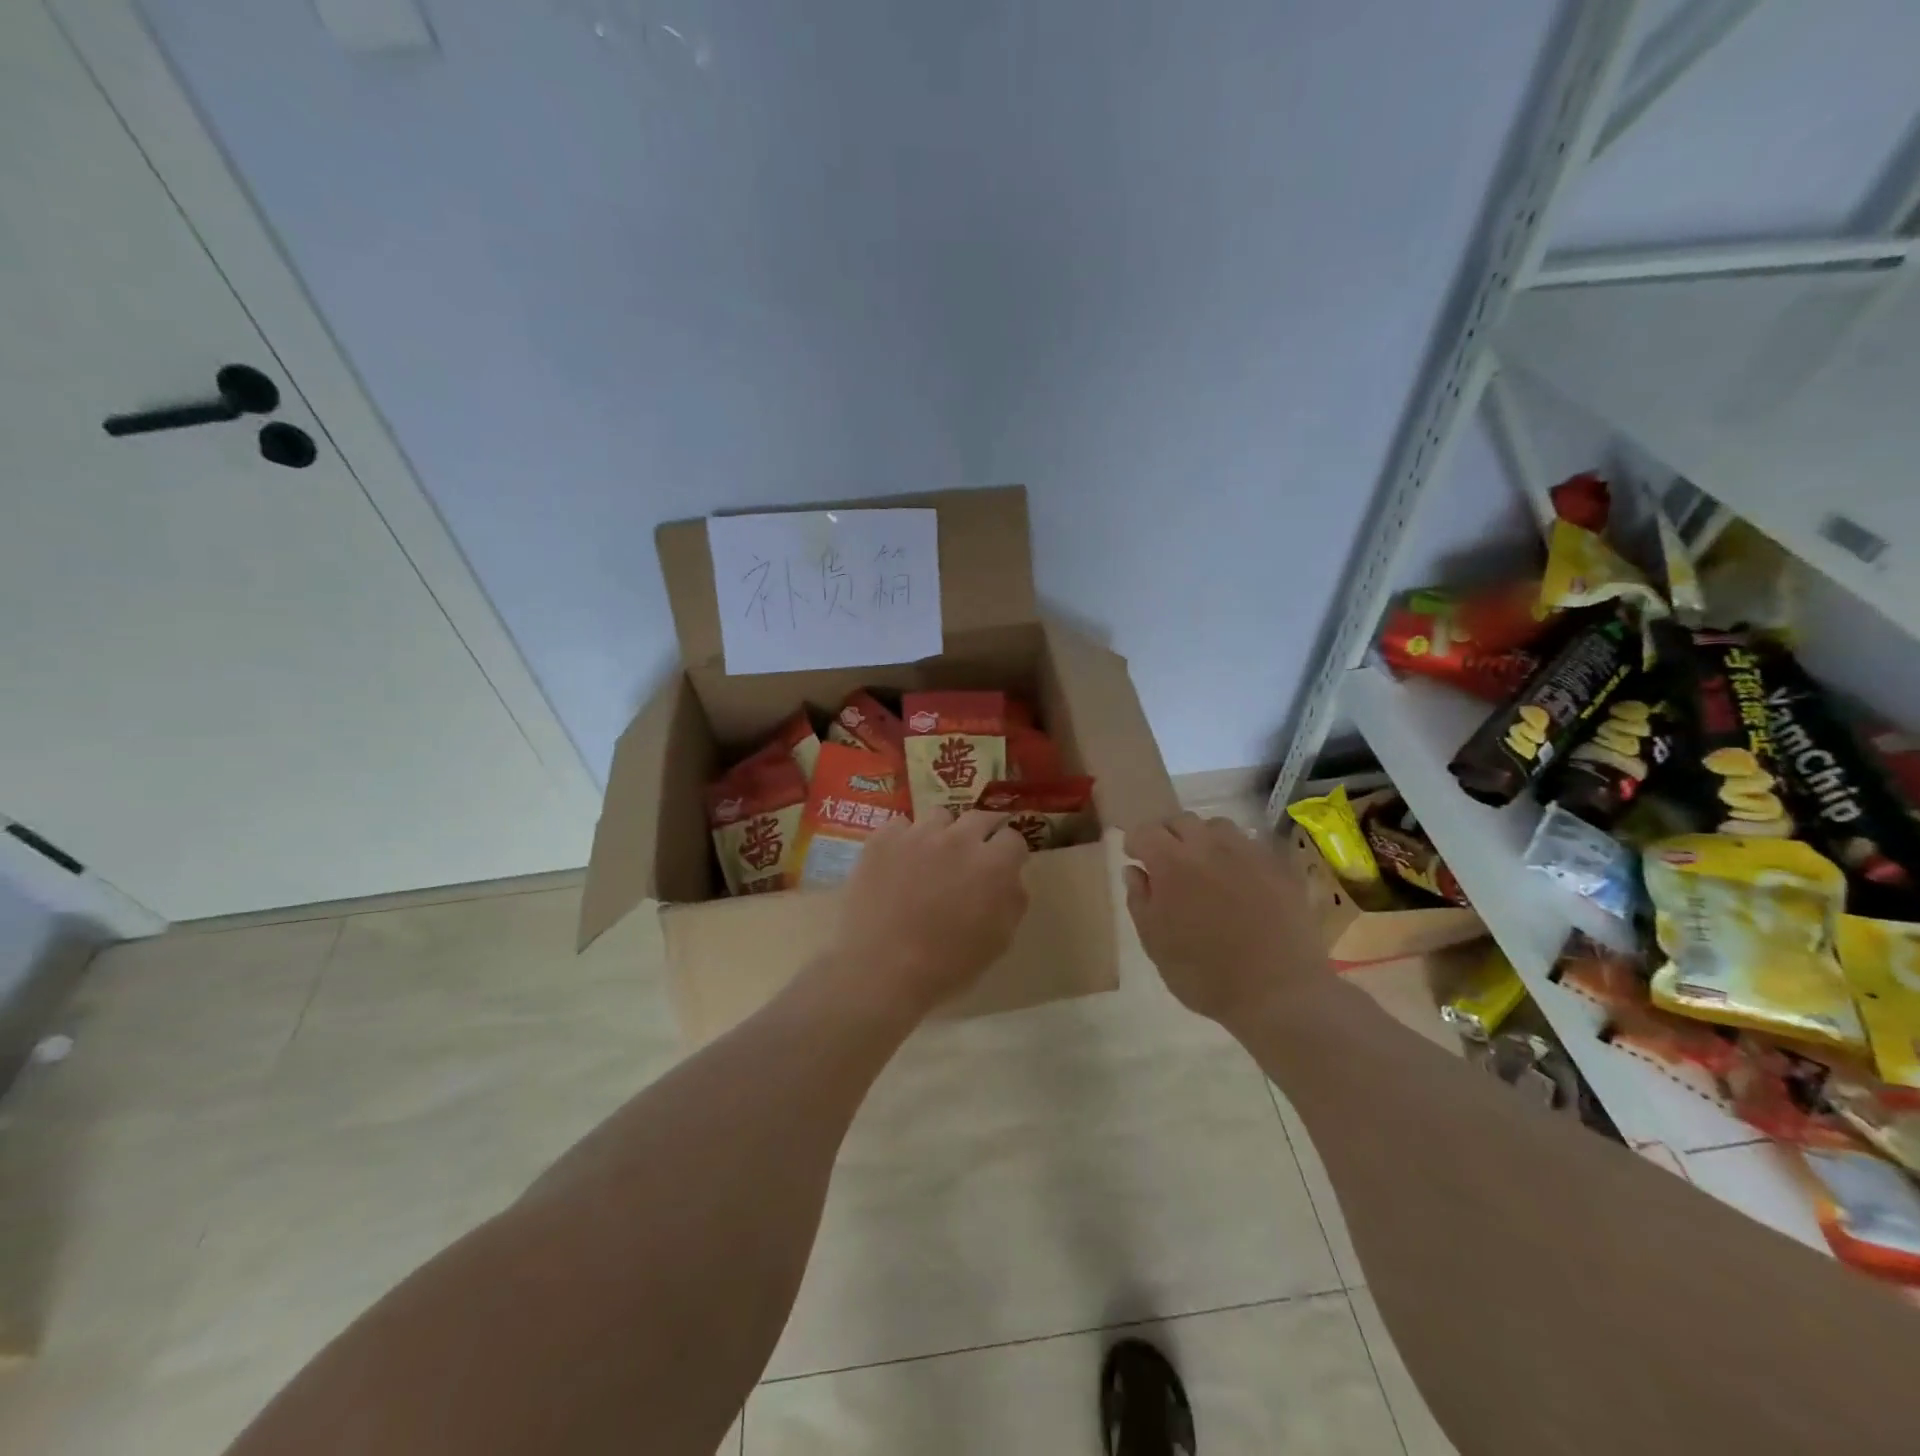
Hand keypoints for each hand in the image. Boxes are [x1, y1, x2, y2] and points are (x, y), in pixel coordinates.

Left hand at [827, 810, 1030, 1020]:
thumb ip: (1012, 901)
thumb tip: (1011, 879)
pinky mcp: (883, 838)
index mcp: (993, 865)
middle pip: (979, 818)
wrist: (880, 968)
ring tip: (930, 858)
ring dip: (942, 833)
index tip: (1002, 866)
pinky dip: (903, 840)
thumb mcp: (998, 941)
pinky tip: (897, 863)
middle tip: (970, 857)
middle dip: (980, 833)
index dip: (1009, 853)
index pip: (1013, 838)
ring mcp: (918, 834)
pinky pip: (900, 826)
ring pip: (939, 817)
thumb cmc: (946, 964)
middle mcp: (959, 839)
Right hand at [1123, 812, 1322, 1028]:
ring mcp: (1247, 853)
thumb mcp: (1155, 944)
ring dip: (1203, 839)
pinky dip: (1235, 854)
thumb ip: (1140, 900)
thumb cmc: (1205, 974)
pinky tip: (1238, 879)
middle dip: (1168, 835)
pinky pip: (1249, 845)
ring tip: (1204, 865)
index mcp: (1171, 863)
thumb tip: (1135, 871)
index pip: (1145, 832)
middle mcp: (1208, 847)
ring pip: (1218, 826)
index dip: (1136, 843)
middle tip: (1166, 862)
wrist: (1279, 993)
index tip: (1135, 858)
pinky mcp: (1278, 866)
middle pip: (1181, 821)